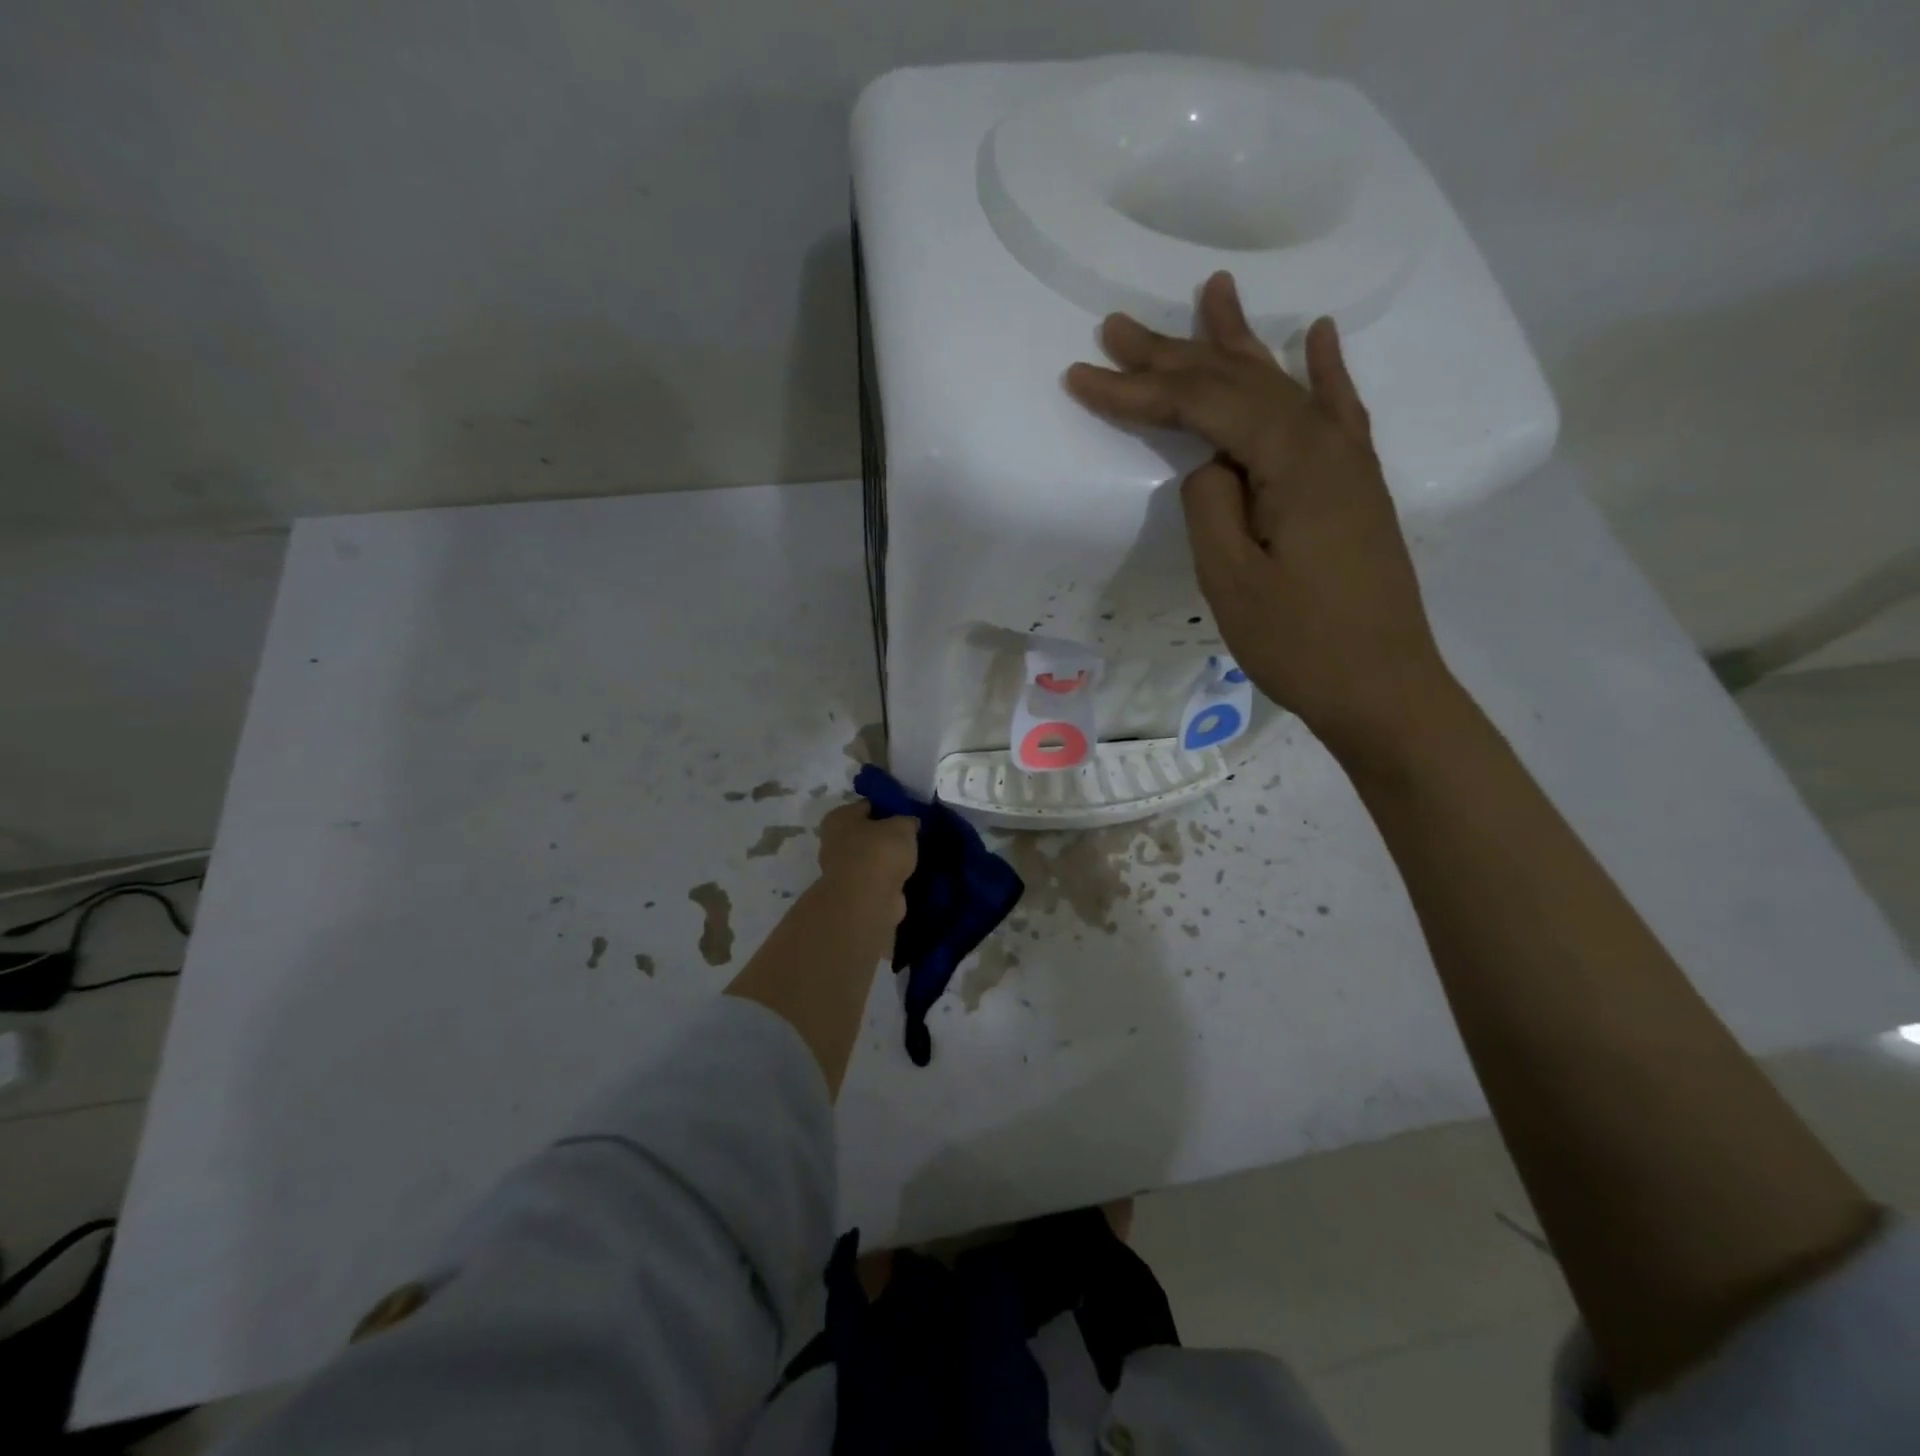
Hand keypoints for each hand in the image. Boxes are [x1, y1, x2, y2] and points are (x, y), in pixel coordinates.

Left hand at [815, 802, 917, 931]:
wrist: (868, 900)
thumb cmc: (879, 852)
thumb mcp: (902, 827)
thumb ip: (907, 821)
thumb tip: (910, 824)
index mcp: (840, 818)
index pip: (867, 805)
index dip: (888, 806)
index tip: (908, 812)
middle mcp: (834, 841)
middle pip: (867, 832)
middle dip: (887, 834)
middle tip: (912, 835)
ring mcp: (842, 870)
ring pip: (871, 857)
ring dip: (888, 859)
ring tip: (914, 856)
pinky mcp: (854, 892)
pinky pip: (876, 878)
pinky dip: (889, 878)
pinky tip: (907, 876)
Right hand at [1064, 272, 1450, 753]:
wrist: (1383, 688)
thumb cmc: (1301, 644)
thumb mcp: (1232, 581)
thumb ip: (1211, 505)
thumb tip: (1210, 464)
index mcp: (1293, 462)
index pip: (1203, 406)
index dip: (1138, 390)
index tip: (1080, 375)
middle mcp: (1326, 443)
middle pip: (1238, 382)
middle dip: (1172, 355)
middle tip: (1117, 326)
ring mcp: (1347, 461)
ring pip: (1281, 386)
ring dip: (1237, 344)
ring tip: (1213, 291)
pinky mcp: (1355, 485)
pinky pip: (1336, 409)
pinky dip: (1323, 368)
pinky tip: (1318, 334)